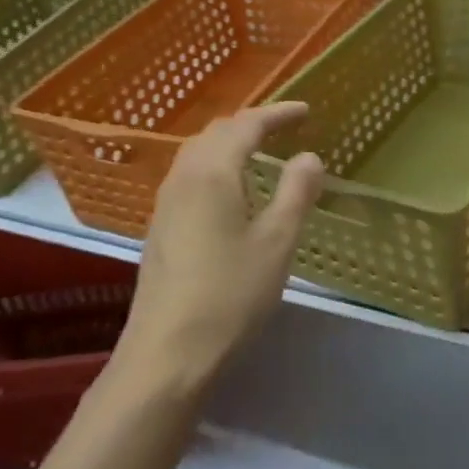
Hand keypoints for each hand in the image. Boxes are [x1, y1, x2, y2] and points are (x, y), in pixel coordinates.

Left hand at [117, 102, 324, 392]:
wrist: (166, 356)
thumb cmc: (230, 294)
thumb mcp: (277, 242)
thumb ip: (296, 192)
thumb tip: (309, 157)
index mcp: (212, 172)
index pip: (247, 125)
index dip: (279, 114)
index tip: (307, 112)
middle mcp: (183, 178)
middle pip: (216, 133)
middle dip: (252, 124)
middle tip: (285, 129)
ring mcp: (165, 205)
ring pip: (198, 154)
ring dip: (230, 144)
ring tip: (260, 153)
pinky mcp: (159, 230)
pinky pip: (190, 177)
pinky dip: (216, 166)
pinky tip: (231, 193)